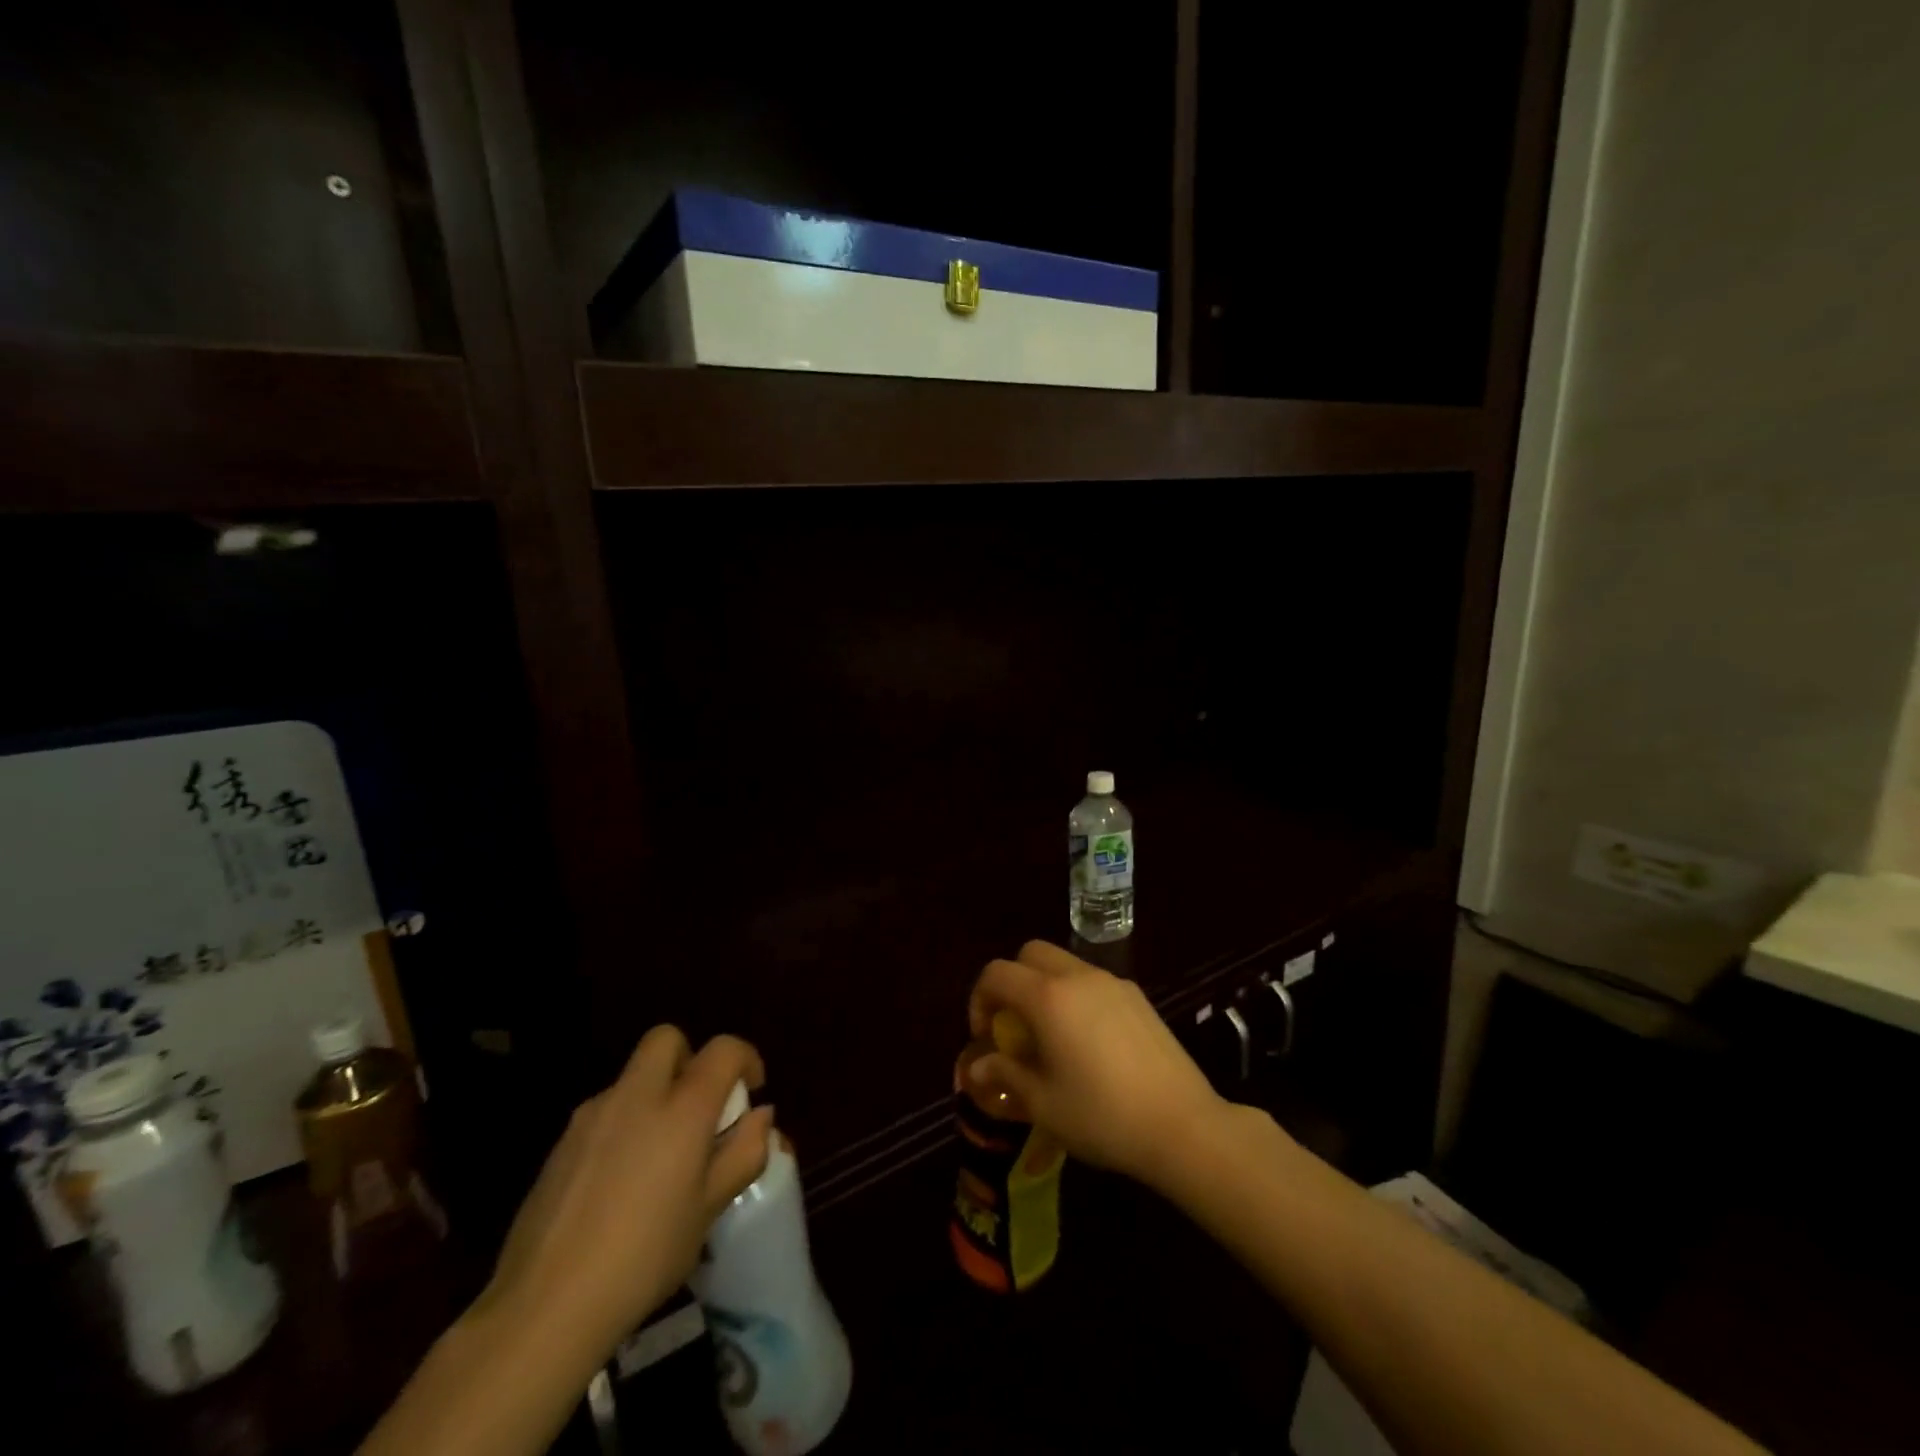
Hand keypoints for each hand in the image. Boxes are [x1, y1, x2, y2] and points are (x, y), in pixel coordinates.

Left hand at [479, 1027, 773, 1360]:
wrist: (545, 1306)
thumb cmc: (644, 1257)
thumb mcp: (710, 1210)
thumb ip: (743, 1153)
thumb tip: (760, 1116)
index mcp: (682, 1108)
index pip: (723, 1050)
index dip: (745, 1058)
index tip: (752, 1088)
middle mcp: (637, 1096)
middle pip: (666, 1039)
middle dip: (689, 1058)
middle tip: (698, 1106)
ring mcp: (592, 1116)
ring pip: (633, 1077)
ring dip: (654, 1094)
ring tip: (660, 1155)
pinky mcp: (561, 1144)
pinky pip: (604, 1112)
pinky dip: (623, 1125)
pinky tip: (619, 1183)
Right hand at [966, 940, 1227, 1189]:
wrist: (1182, 1125)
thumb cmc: (1102, 1116)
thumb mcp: (1042, 1103)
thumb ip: (1005, 1074)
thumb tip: (977, 1067)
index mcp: (1048, 997)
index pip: (996, 973)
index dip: (979, 999)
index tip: (985, 1036)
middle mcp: (1078, 977)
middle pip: (1030, 953)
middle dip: (1012, 981)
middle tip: (1014, 1025)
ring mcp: (1112, 982)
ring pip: (1064, 964)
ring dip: (1045, 987)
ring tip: (1051, 1036)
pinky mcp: (1137, 996)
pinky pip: (1093, 981)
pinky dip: (1076, 996)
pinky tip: (1089, 1043)